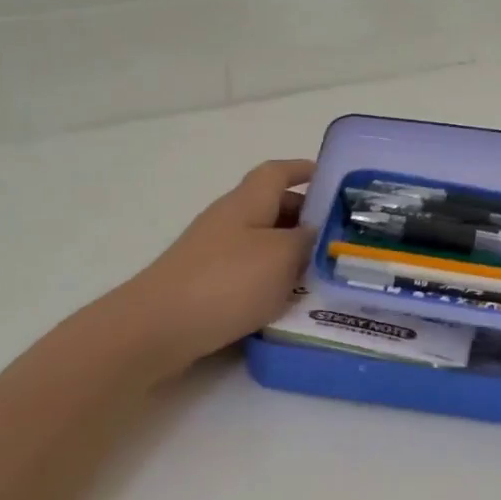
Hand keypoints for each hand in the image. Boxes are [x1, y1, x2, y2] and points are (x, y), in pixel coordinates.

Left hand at [119, 159, 314, 372]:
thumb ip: (307, 240)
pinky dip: (274, 280)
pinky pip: (251, 273)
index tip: (335, 181)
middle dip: (307, 218)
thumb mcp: (281, 255)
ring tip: (327, 272)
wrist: (158, 328)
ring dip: (293, 253)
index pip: (277, 172)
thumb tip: (319, 231)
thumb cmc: (226, 282)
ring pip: (264, 244)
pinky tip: (292, 301)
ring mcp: (214, 254)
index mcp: (246, 202)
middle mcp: (229, 221)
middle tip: (341, 236)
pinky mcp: (208, 286)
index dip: (304, 171)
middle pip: (272, 208)